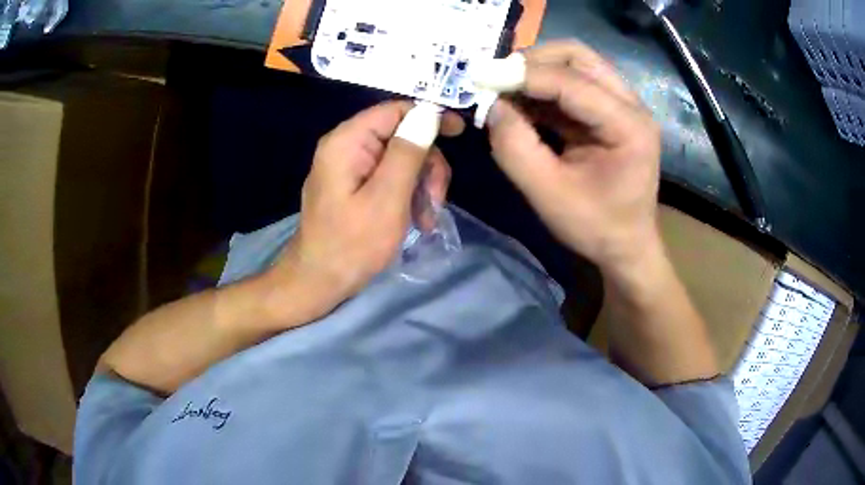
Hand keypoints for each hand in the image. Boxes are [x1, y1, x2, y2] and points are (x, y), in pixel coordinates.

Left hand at [270, 101, 464, 317]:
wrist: (319, 282)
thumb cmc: (352, 244)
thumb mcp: (387, 198)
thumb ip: (408, 152)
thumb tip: (429, 112)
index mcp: (348, 141)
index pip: (396, 110)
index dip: (430, 116)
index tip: (460, 133)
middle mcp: (346, 145)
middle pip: (402, 135)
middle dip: (427, 165)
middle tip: (436, 200)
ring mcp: (349, 166)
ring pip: (401, 157)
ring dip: (421, 185)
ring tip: (426, 219)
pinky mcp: (353, 184)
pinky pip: (389, 176)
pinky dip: (408, 194)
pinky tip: (416, 220)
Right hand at [482, 41, 662, 277]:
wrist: (626, 247)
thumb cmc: (595, 228)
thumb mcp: (548, 195)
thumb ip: (515, 148)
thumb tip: (491, 106)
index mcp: (629, 126)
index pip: (572, 81)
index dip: (524, 74)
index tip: (481, 77)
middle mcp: (631, 105)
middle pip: (578, 56)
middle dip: (533, 60)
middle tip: (497, 79)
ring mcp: (623, 105)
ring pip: (575, 63)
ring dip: (536, 71)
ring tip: (504, 90)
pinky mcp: (609, 111)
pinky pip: (572, 83)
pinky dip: (542, 87)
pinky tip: (521, 102)